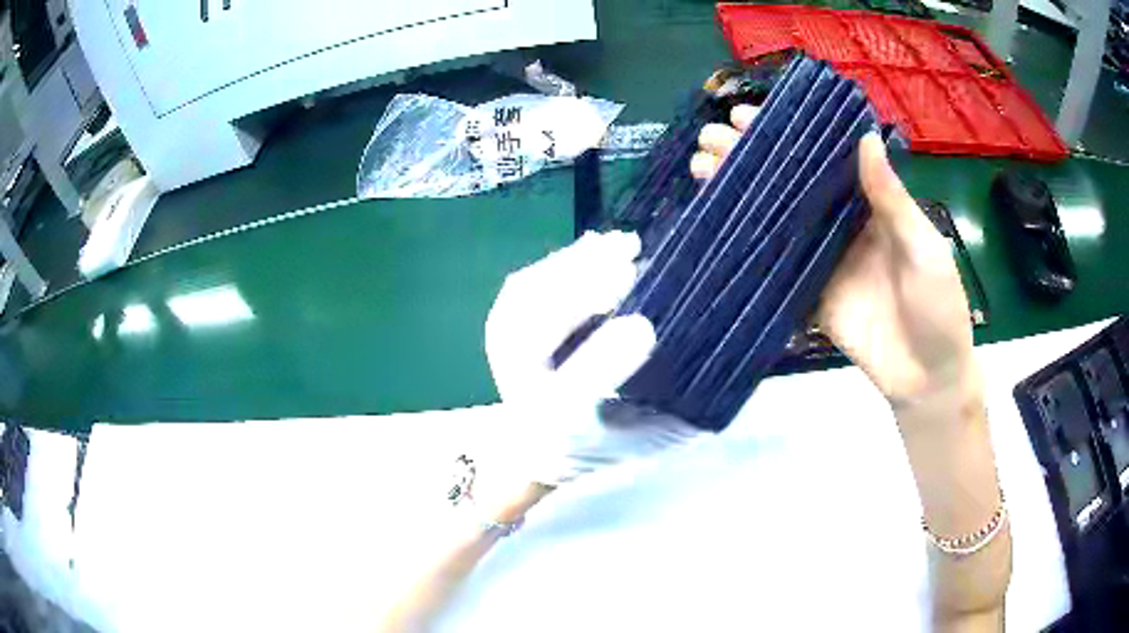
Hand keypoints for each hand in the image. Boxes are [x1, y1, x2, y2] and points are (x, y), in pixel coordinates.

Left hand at [485, 231, 698, 486]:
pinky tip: (595, 246)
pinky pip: (523, 286)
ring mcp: (503, 355)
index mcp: (556, 432)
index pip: (570, 399)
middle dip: (578, 294)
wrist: (534, 447)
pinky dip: (558, 262)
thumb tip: (735, 371)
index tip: (646, 328)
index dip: (604, 361)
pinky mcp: (500, 328)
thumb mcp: (648, 440)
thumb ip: (683, 413)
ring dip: (572, 267)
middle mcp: (520, 392)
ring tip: (622, 245)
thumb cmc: (603, 444)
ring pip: (527, 303)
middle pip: (532, 339)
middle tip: (630, 261)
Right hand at [693, 109, 977, 412]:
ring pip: (776, 219)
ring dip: (739, 194)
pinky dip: (747, 246)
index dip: (787, 135)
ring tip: (699, 169)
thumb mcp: (923, 247)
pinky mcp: (808, 294)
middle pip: (791, 184)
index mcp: (870, 206)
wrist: (926, 377)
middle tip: (710, 138)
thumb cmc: (938, 306)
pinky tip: (716, 224)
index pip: (823, 159)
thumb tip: (863, 137)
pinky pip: (775, 265)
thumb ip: (891, 199)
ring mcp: (821, 259)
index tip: (748, 115)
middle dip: (750, 158)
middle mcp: (840, 224)